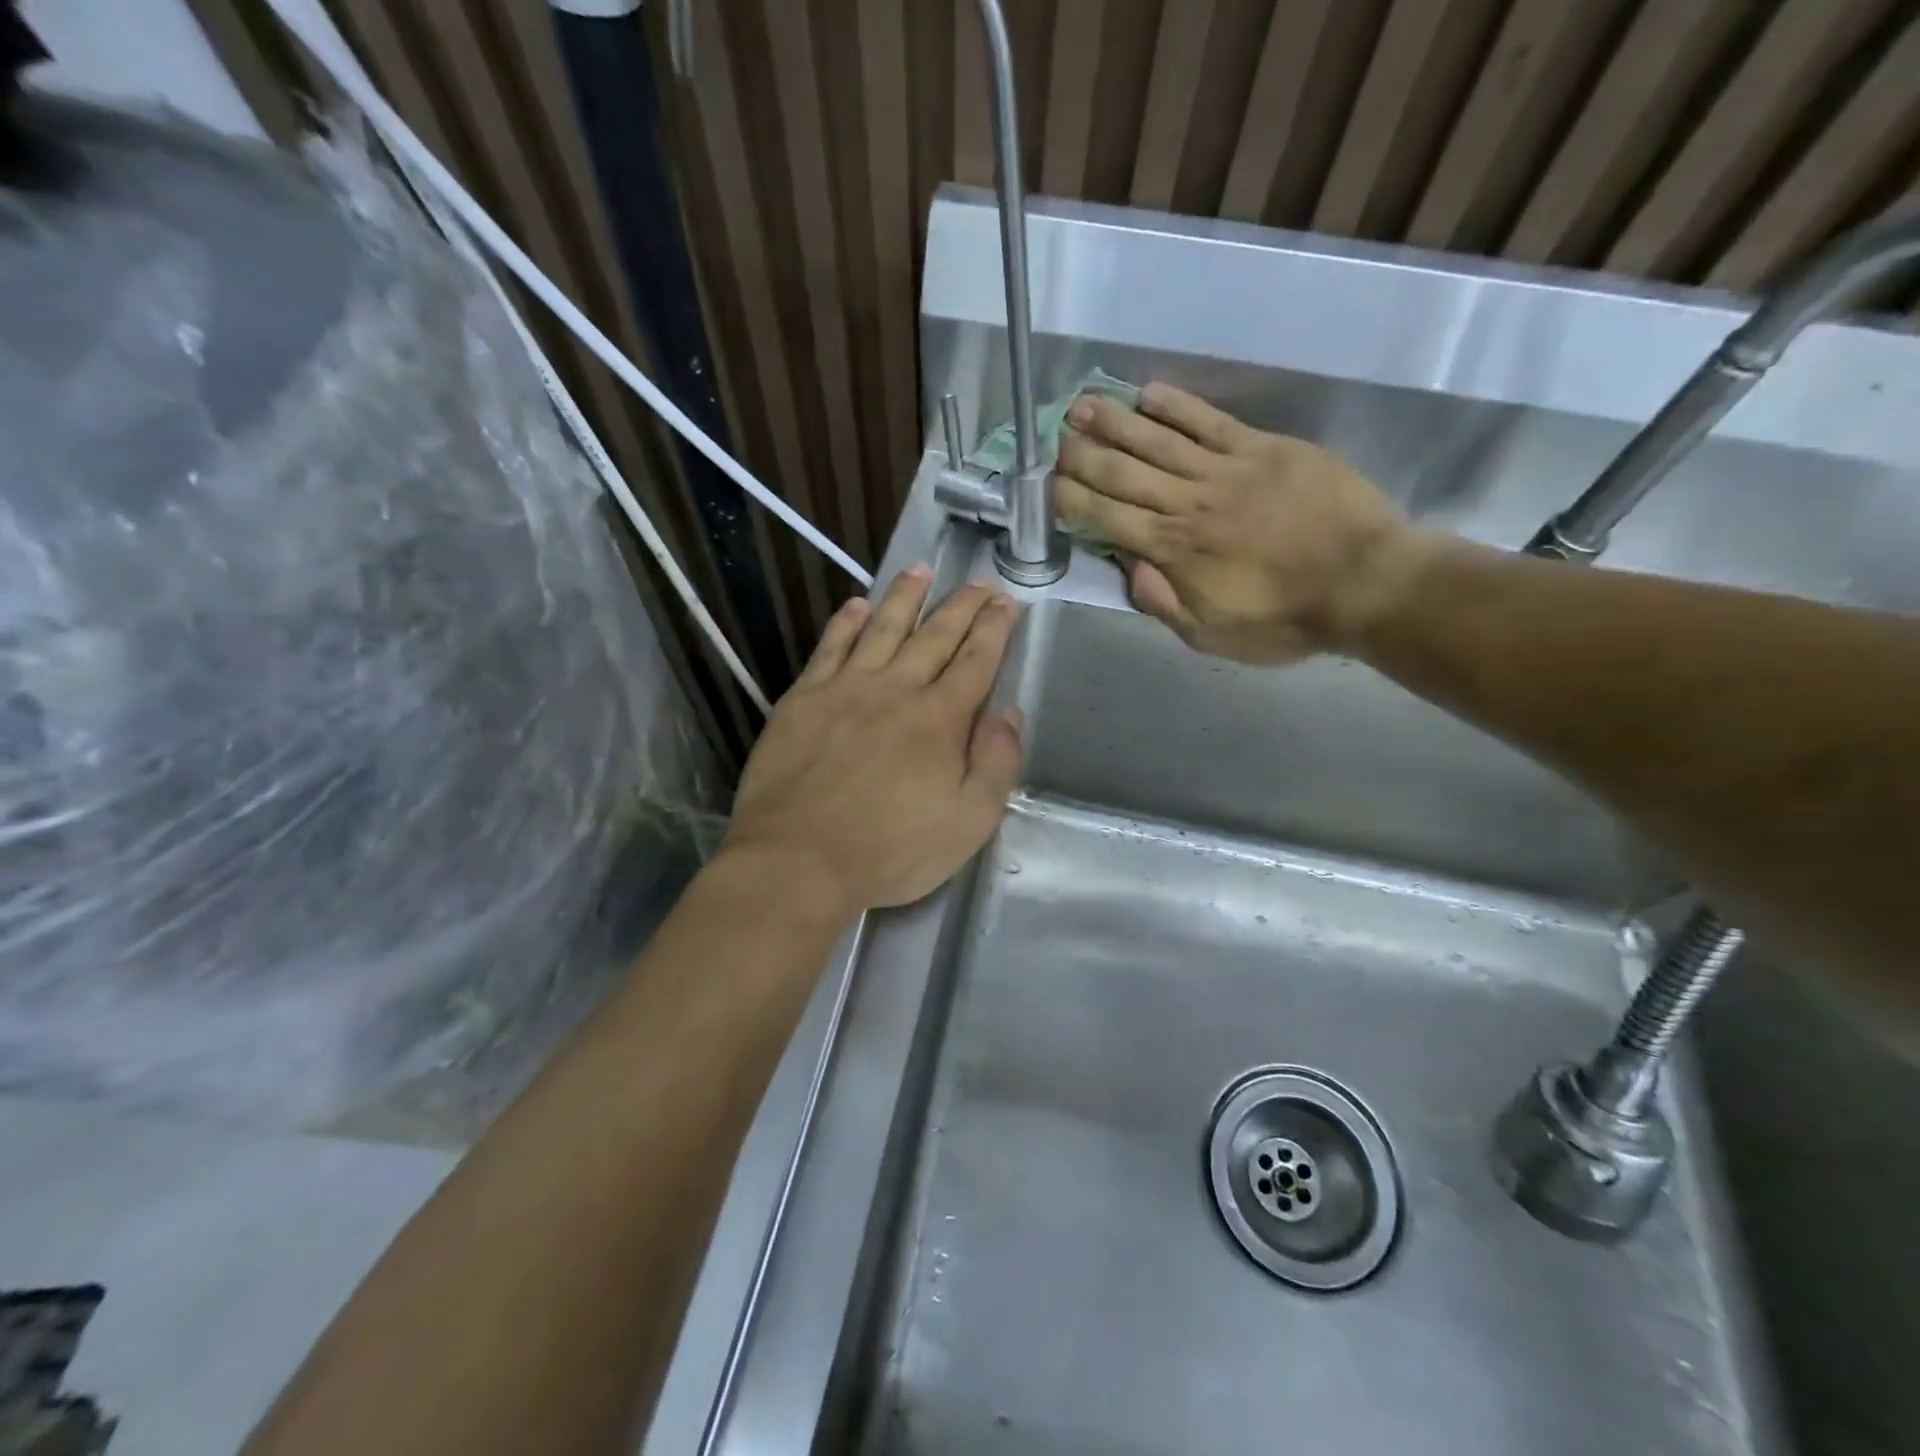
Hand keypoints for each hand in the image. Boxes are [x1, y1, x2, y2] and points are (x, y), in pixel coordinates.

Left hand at [724, 565, 1023, 914]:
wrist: (798, 859)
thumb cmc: (890, 850)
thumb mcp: (968, 823)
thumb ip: (996, 764)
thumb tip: (1009, 714)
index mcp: (939, 719)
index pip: (976, 661)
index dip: (994, 629)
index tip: (1006, 602)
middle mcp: (896, 690)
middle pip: (935, 636)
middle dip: (961, 606)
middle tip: (978, 582)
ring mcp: (845, 689)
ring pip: (882, 628)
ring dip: (905, 597)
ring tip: (922, 569)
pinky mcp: (803, 699)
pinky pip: (830, 647)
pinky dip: (846, 623)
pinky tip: (856, 605)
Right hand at [1056, 384, 1417, 663]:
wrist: (1366, 581)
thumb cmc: (1286, 619)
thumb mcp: (1212, 635)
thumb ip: (1164, 603)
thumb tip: (1128, 567)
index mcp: (1174, 550)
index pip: (1107, 518)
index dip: (1072, 500)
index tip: (1047, 487)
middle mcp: (1189, 503)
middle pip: (1123, 473)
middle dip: (1082, 456)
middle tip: (1052, 439)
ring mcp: (1226, 469)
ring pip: (1158, 440)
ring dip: (1115, 422)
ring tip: (1082, 405)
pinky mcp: (1262, 447)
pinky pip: (1210, 420)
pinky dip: (1177, 406)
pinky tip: (1148, 393)